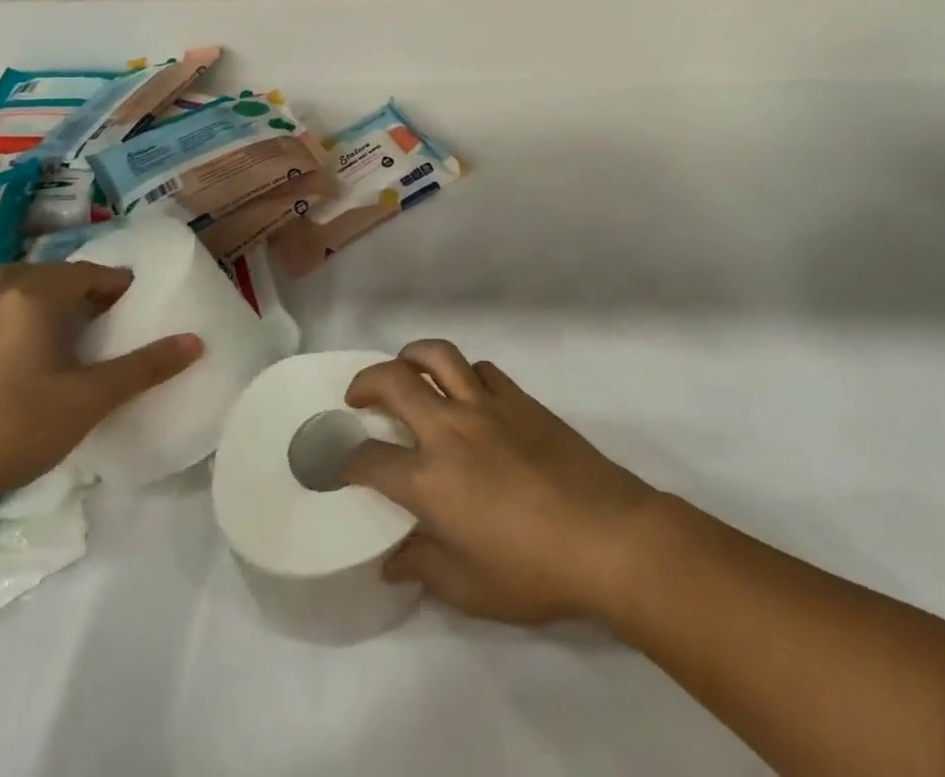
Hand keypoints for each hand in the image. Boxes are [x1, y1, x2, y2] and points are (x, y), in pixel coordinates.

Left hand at [0, 262, 202, 518]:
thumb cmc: (16, 430)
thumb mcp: (91, 399)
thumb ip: (146, 366)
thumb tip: (197, 341)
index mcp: (32, 296)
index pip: (88, 274)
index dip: (117, 286)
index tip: (134, 307)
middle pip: (48, 274)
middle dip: (79, 288)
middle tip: (103, 317)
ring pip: (12, 289)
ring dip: (42, 298)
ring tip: (63, 329)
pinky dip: (11, 318)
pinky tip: (18, 354)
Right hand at [341, 340, 658, 626]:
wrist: (605, 534)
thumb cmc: (533, 571)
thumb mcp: (469, 588)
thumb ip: (424, 566)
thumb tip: (393, 559)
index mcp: (429, 480)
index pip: (369, 460)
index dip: (345, 461)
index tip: (339, 465)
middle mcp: (450, 430)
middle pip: (395, 382)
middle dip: (365, 383)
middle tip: (357, 396)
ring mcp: (487, 406)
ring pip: (439, 357)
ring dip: (412, 356)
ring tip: (404, 369)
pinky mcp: (520, 398)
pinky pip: (482, 369)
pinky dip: (464, 372)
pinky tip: (466, 391)